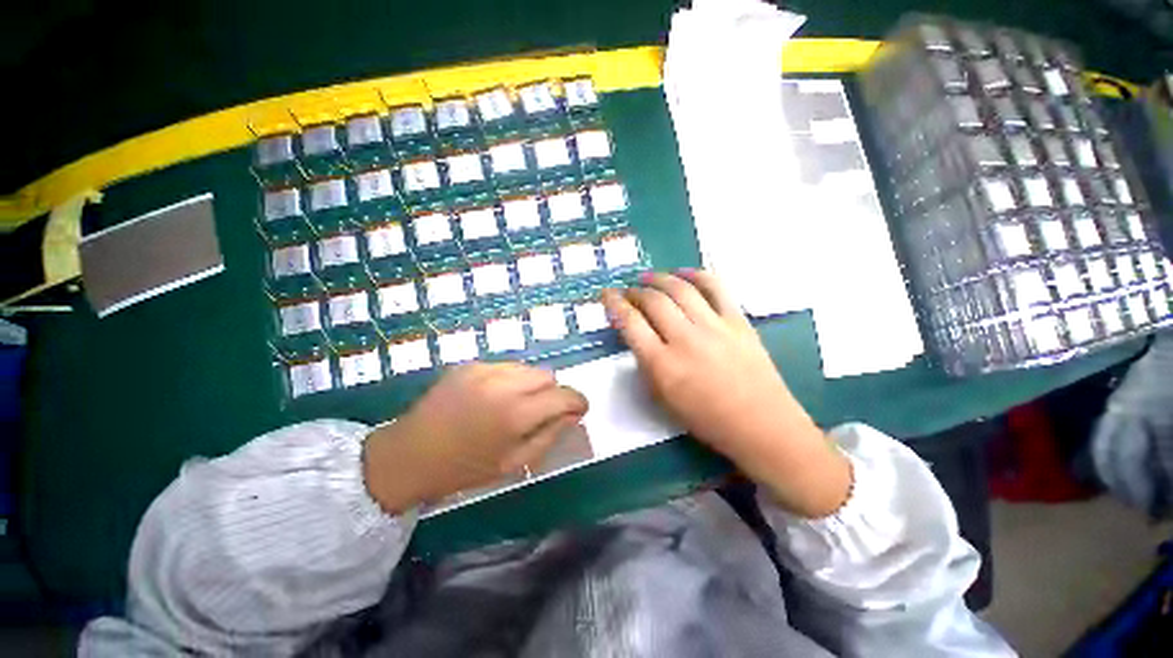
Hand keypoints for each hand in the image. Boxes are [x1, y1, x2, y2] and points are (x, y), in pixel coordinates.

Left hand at [362, 363, 587, 513]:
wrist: (409, 455)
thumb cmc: (464, 468)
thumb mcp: (514, 463)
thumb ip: (550, 435)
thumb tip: (572, 415)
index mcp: (516, 413)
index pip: (564, 395)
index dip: (578, 402)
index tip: (578, 410)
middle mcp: (504, 384)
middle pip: (548, 375)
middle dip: (552, 392)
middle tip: (540, 412)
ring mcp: (484, 369)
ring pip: (528, 368)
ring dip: (531, 384)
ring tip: (515, 404)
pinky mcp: (470, 364)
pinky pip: (506, 366)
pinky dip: (510, 379)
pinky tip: (493, 397)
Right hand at [601, 270, 850, 517]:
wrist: (761, 425)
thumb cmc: (708, 420)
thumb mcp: (664, 400)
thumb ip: (646, 365)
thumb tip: (637, 336)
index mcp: (663, 365)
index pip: (630, 323)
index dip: (614, 304)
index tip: (608, 295)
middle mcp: (685, 339)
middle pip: (653, 301)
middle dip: (635, 291)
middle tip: (630, 291)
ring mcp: (714, 327)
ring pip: (680, 289)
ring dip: (660, 278)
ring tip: (649, 277)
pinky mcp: (738, 321)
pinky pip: (716, 287)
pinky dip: (697, 275)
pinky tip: (684, 273)